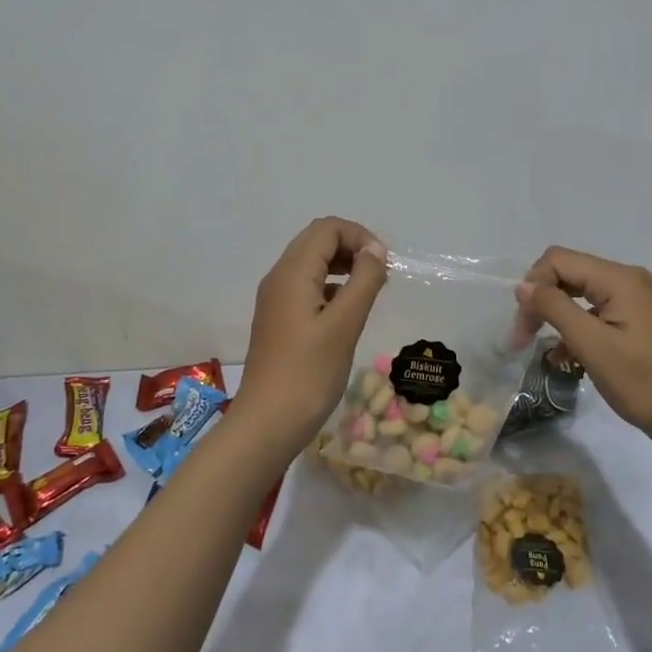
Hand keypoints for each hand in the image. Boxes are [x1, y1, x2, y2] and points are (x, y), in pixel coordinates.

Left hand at [239, 218, 388, 449]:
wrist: (267, 423)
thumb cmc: (309, 373)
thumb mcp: (345, 325)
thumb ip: (363, 281)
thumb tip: (375, 250)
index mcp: (292, 272)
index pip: (327, 229)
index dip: (359, 236)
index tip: (384, 264)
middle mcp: (279, 277)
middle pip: (316, 240)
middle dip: (351, 247)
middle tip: (379, 274)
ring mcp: (275, 299)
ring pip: (311, 262)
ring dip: (342, 265)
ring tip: (369, 290)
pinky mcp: (278, 319)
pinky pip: (306, 285)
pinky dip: (331, 285)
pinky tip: (348, 311)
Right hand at [513, 247, 651, 440]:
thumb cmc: (643, 382)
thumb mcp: (592, 345)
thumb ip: (554, 308)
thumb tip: (523, 286)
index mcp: (619, 279)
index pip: (558, 260)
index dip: (533, 287)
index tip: (522, 328)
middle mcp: (627, 279)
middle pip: (567, 273)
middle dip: (540, 301)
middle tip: (522, 340)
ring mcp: (634, 299)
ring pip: (578, 293)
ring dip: (554, 316)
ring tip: (538, 348)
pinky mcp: (635, 319)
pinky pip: (594, 311)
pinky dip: (574, 328)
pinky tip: (564, 356)